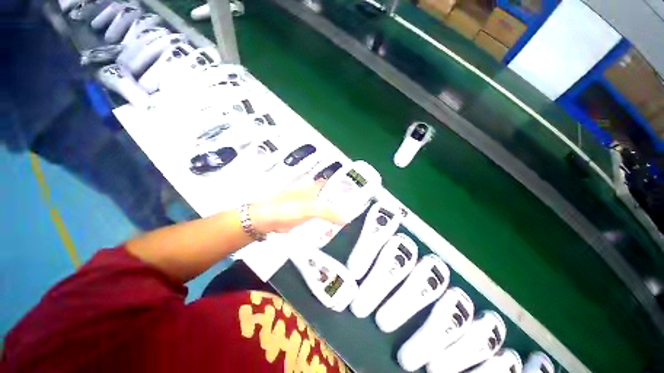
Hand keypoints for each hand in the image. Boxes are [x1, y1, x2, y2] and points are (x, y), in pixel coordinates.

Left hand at [249, 180, 344, 233]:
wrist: (264, 219)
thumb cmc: (286, 209)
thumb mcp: (309, 209)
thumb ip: (328, 213)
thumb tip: (346, 219)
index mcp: (314, 187)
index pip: (333, 183)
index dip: (344, 186)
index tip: (355, 194)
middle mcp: (311, 193)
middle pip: (330, 195)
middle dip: (341, 202)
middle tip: (353, 210)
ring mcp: (306, 203)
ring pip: (323, 206)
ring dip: (333, 212)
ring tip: (345, 219)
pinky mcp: (301, 214)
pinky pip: (316, 216)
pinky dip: (323, 220)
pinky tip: (329, 226)